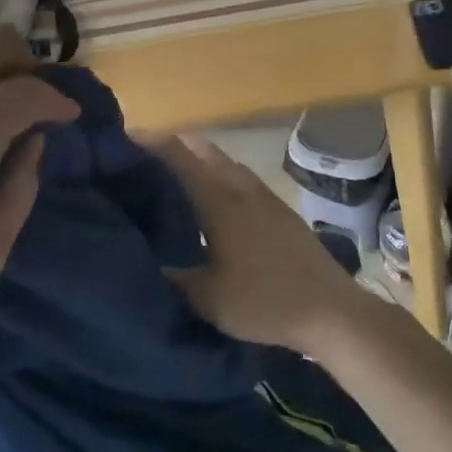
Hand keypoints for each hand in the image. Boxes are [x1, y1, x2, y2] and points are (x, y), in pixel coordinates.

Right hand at [151, 135, 369, 355]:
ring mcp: (263, 195)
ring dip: (195, 158)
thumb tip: (137, 259)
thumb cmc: (265, 302)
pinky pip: (238, 176)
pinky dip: (216, 174)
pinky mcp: (279, 208)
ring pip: (222, 161)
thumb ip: (169, 277)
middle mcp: (239, 186)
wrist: (332, 311)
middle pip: (200, 148)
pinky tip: (210, 200)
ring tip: (169, 177)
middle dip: (169, 145)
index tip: (119, 139)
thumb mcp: (206, 299)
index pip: (176, 155)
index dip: (147, 142)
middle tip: (139, 160)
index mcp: (218, 199)